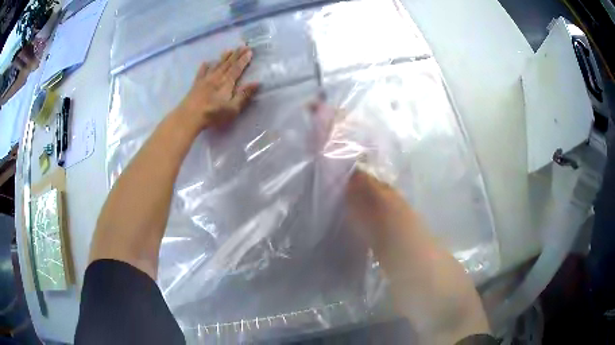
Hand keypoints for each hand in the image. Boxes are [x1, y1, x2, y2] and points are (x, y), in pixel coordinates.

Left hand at [175, 46, 259, 129]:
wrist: (188, 117)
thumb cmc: (212, 115)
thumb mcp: (232, 108)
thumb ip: (244, 95)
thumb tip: (257, 82)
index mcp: (226, 83)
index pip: (237, 69)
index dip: (244, 60)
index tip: (250, 51)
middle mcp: (216, 78)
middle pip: (228, 64)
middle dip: (236, 55)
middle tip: (243, 46)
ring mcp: (205, 80)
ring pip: (216, 66)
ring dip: (223, 58)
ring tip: (229, 50)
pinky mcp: (196, 85)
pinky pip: (201, 73)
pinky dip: (204, 67)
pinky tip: (206, 63)